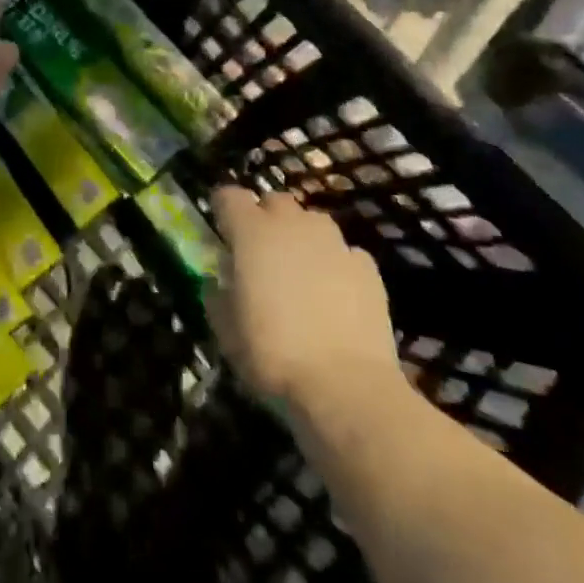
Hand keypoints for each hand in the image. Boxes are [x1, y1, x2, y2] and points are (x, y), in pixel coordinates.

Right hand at [208, 188, 405, 409]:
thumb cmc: (273, 355)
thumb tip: (219, 281)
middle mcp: (292, 224)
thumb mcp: (226, 332)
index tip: (221, 231)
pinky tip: (336, 296)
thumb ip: (218, 296)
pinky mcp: (366, 266)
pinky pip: (343, 252)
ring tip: (300, 273)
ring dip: (301, 238)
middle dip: (265, 219)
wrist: (346, 387)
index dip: (223, 209)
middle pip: (274, 202)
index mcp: (252, 232)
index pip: (229, 196)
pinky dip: (335, 264)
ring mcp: (333, 242)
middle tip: (261, 254)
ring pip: (312, 222)